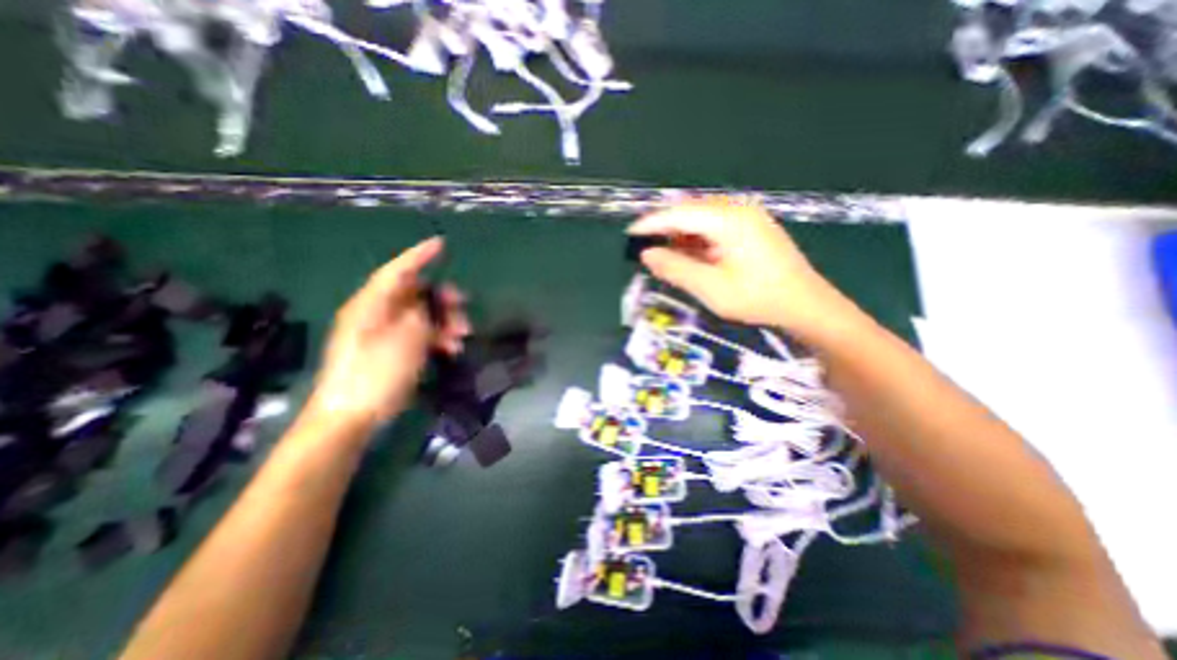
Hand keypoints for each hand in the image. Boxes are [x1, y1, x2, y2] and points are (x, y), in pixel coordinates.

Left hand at [305, 239, 470, 429]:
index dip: (419, 255)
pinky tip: (452, 349)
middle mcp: (377, 314)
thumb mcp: (406, 341)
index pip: (397, 271)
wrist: (351, 417)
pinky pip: (420, 335)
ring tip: (462, 336)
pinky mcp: (392, 351)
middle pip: (415, 294)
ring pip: (421, 316)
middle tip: (464, 306)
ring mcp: (385, 334)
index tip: (441, 244)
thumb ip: (420, 316)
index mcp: (371, 305)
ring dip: (445, 322)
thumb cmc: (376, 375)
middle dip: (442, 299)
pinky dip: (437, 338)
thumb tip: (427, 306)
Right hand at [625, 197, 855, 340]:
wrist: (806, 304)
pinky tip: (691, 253)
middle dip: (665, 227)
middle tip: (645, 246)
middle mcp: (738, 209)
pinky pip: (715, 225)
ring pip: (701, 217)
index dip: (652, 223)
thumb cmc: (758, 298)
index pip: (679, 214)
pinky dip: (697, 238)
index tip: (630, 234)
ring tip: (666, 254)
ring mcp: (747, 216)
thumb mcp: (711, 288)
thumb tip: (647, 254)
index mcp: (729, 219)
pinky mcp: (751, 227)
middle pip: (690, 210)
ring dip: (681, 233)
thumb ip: (676, 268)